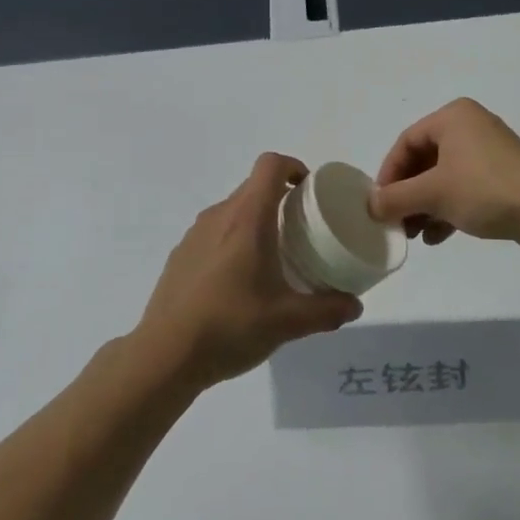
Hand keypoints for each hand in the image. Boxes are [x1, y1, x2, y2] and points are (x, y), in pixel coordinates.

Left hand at [135, 153, 362, 388]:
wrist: (165, 354)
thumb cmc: (230, 325)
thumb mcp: (288, 321)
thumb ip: (327, 310)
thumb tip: (355, 305)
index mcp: (247, 218)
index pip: (270, 165)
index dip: (294, 167)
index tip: (310, 191)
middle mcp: (218, 216)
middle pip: (253, 188)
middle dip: (281, 200)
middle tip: (303, 231)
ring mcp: (194, 235)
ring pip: (233, 211)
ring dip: (256, 222)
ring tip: (274, 258)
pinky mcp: (180, 256)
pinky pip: (214, 234)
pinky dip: (233, 242)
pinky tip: (240, 282)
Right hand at [368, 99, 519, 249]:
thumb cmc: (485, 189)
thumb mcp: (433, 193)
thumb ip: (396, 198)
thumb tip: (370, 205)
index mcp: (452, 117)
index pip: (406, 142)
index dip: (388, 174)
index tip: (379, 204)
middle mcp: (469, 127)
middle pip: (424, 160)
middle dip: (407, 194)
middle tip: (395, 221)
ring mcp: (488, 152)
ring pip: (443, 178)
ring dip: (425, 206)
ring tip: (413, 234)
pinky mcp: (501, 177)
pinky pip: (464, 189)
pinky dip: (447, 209)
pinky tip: (436, 237)